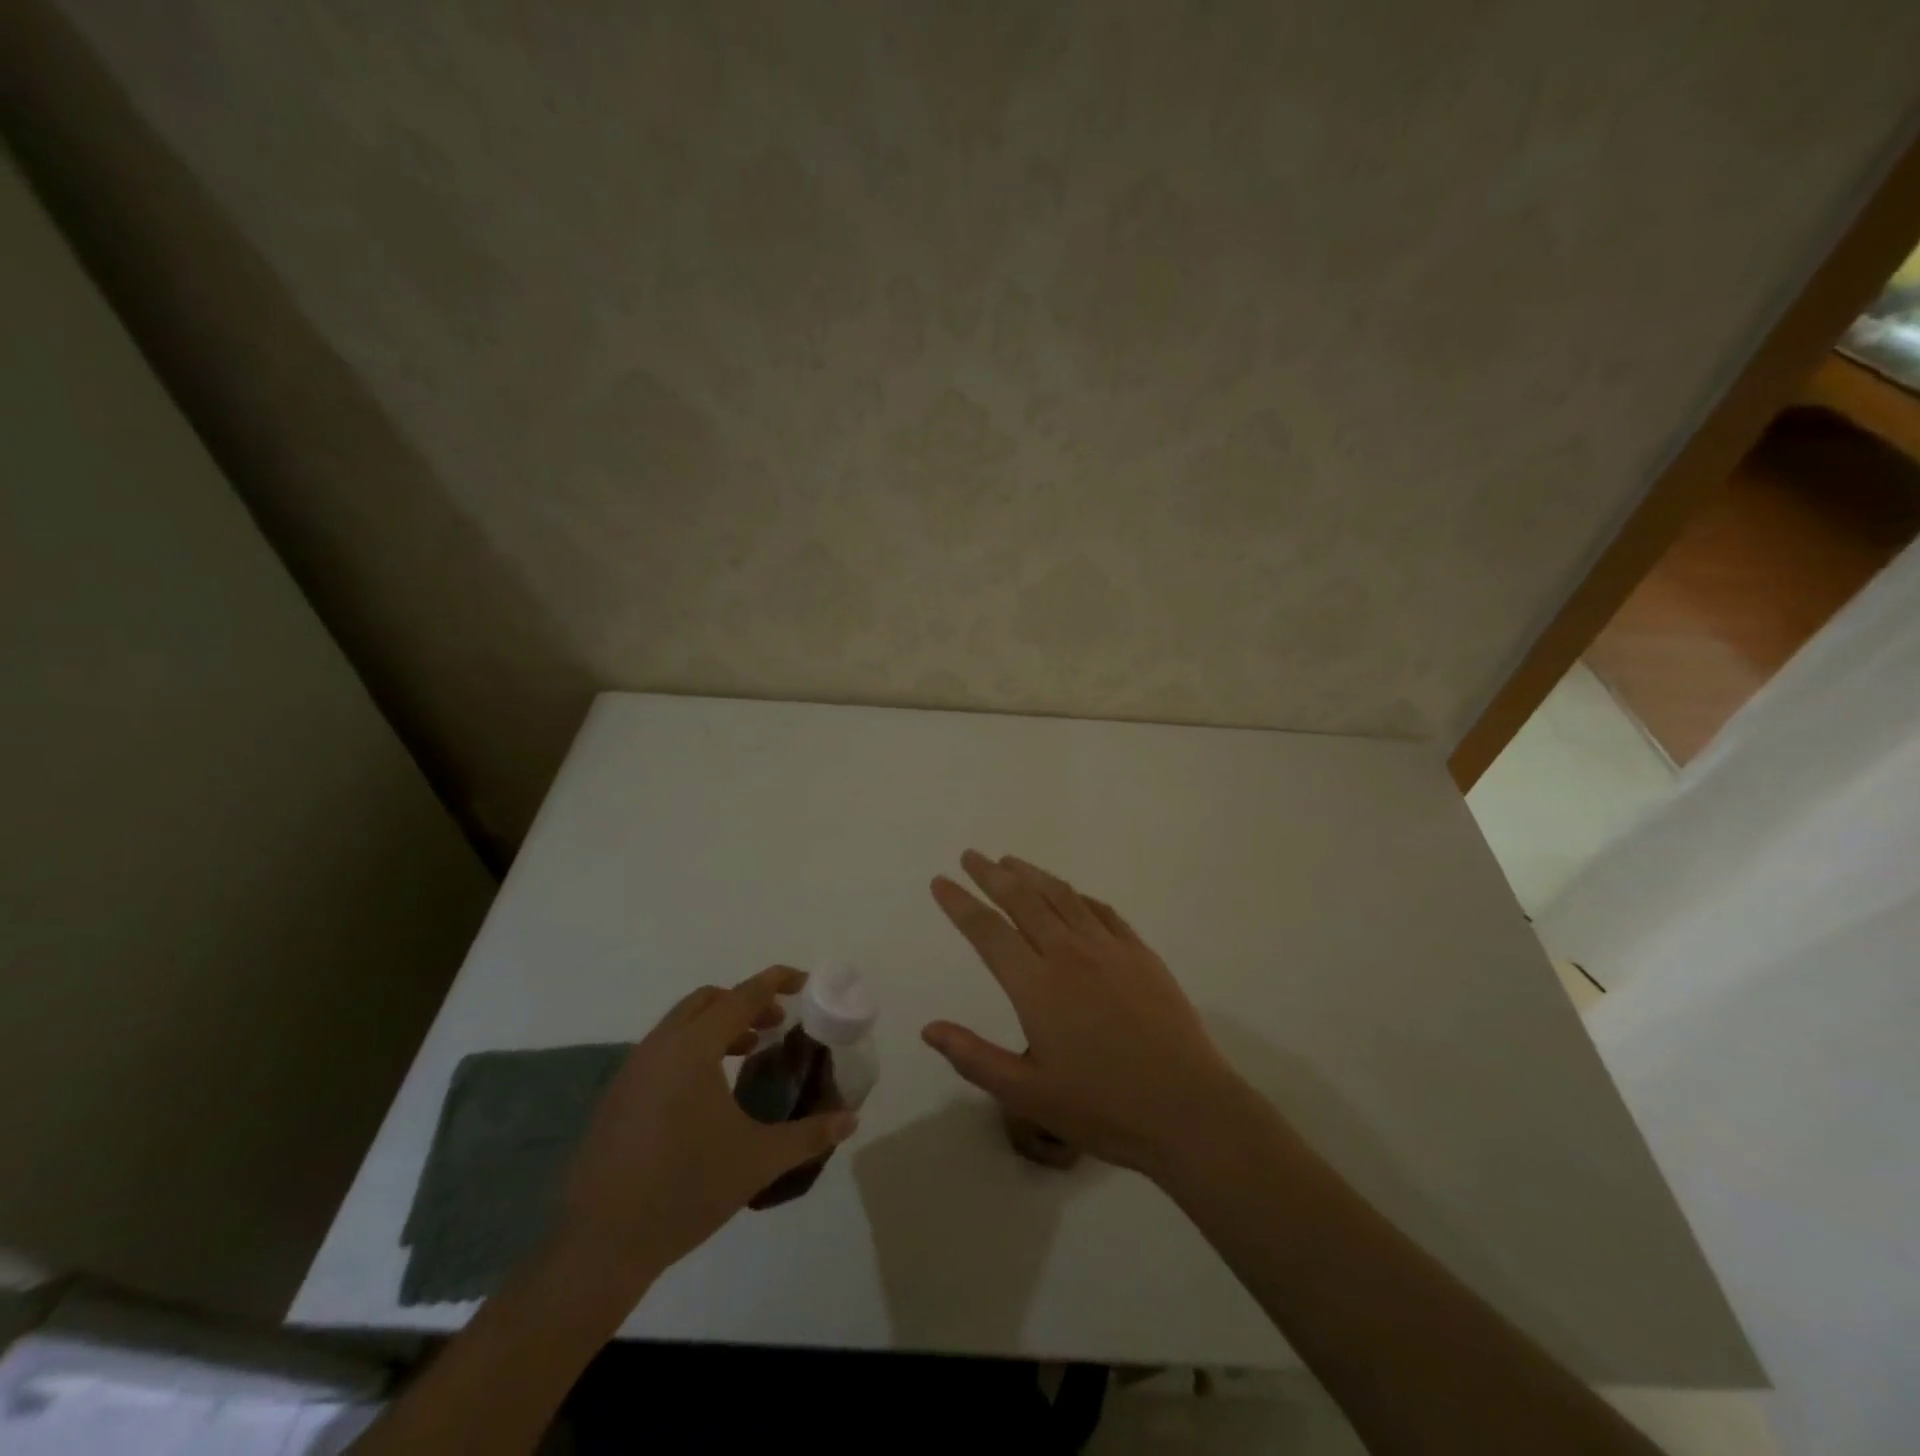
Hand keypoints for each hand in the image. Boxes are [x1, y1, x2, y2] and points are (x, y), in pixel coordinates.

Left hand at [555, 966, 858, 1287]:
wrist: (601, 1245)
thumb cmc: (686, 1190)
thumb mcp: (757, 1161)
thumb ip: (808, 1135)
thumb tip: (851, 1120)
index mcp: (693, 1049)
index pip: (743, 996)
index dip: (776, 981)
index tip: (803, 980)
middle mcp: (660, 1046)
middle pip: (707, 1000)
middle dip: (745, 1002)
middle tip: (776, 1023)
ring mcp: (632, 1070)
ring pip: (680, 1024)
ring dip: (718, 1026)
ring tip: (748, 1052)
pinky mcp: (617, 1096)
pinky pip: (662, 1050)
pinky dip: (692, 1048)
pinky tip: (707, 1091)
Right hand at [923, 851, 1244, 1177]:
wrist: (1188, 1108)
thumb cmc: (1102, 1107)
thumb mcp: (1027, 1095)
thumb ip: (974, 1058)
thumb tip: (929, 1028)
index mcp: (1036, 986)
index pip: (987, 931)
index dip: (960, 903)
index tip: (940, 881)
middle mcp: (1069, 953)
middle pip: (1022, 899)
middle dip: (991, 874)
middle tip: (971, 856)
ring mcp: (1109, 949)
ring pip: (1062, 896)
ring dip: (1032, 874)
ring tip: (1010, 862)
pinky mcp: (1140, 953)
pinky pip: (1101, 911)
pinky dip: (1076, 895)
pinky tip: (1069, 894)